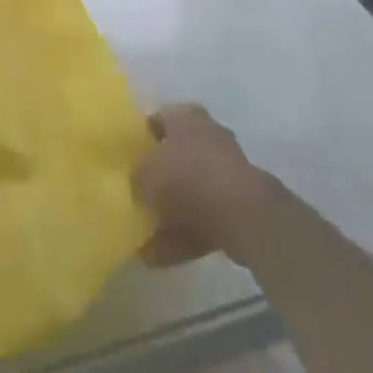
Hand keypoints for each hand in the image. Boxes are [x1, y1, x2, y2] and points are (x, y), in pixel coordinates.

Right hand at [133, 104, 273, 268]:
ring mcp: (227, 172)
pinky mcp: (238, 206)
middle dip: (160, 177)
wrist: (243, 215)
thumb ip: (136, 176)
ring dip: (171, 212)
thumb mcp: (145, 173)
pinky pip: (203, 218)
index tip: (128, 158)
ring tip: (144, 238)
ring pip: (191, 191)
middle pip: (176, 155)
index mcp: (186, 116)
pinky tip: (158, 256)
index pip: (158, 119)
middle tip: (139, 195)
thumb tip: (136, 183)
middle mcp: (208, 136)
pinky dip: (183, 235)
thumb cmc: (187, 178)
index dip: (142, 137)